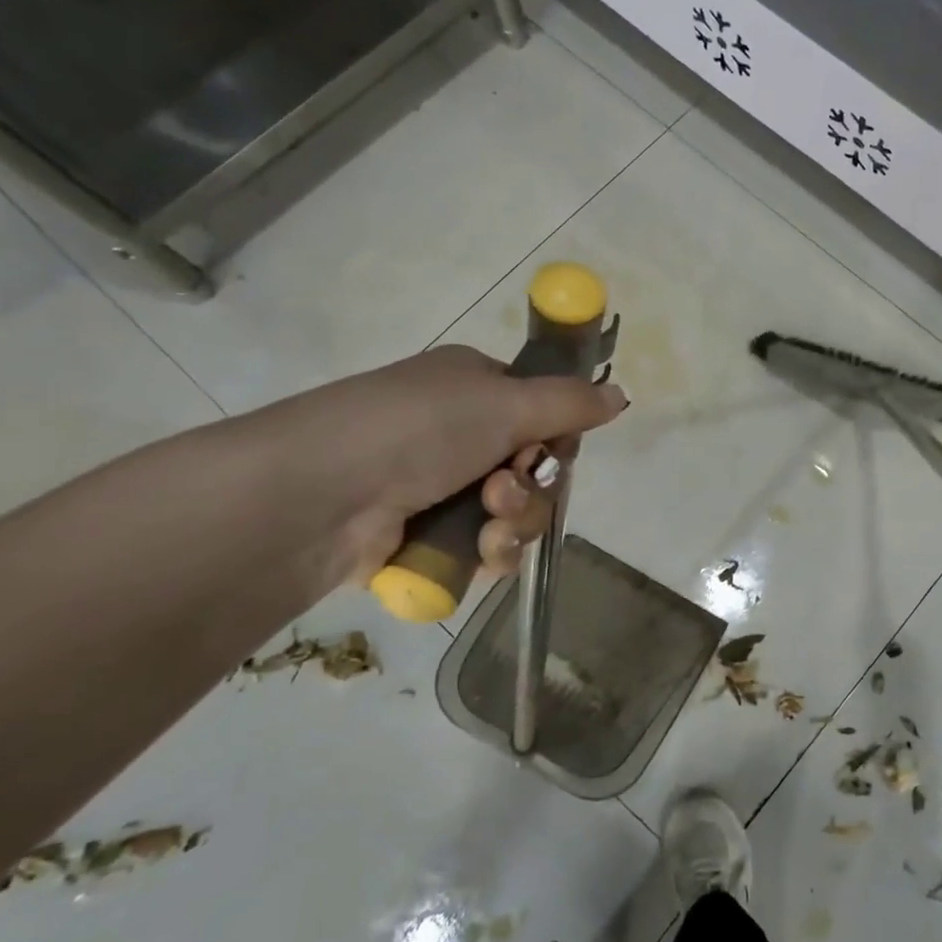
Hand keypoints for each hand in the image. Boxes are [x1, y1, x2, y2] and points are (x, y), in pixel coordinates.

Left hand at [243, 346, 627, 587]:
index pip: (540, 412)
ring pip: (513, 514)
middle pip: (532, 469)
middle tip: (503, 489)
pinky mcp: (426, 536)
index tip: (549, 453)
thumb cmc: (416, 429)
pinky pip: (485, 548)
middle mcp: (457, 433)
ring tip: (484, 524)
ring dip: (512, 522)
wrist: (320, 497)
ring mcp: (439, 487)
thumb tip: (621, 396)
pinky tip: (475, 553)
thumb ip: (570, 403)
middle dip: (530, 488)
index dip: (555, 438)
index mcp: (472, 388)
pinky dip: (488, 552)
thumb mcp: (504, 403)